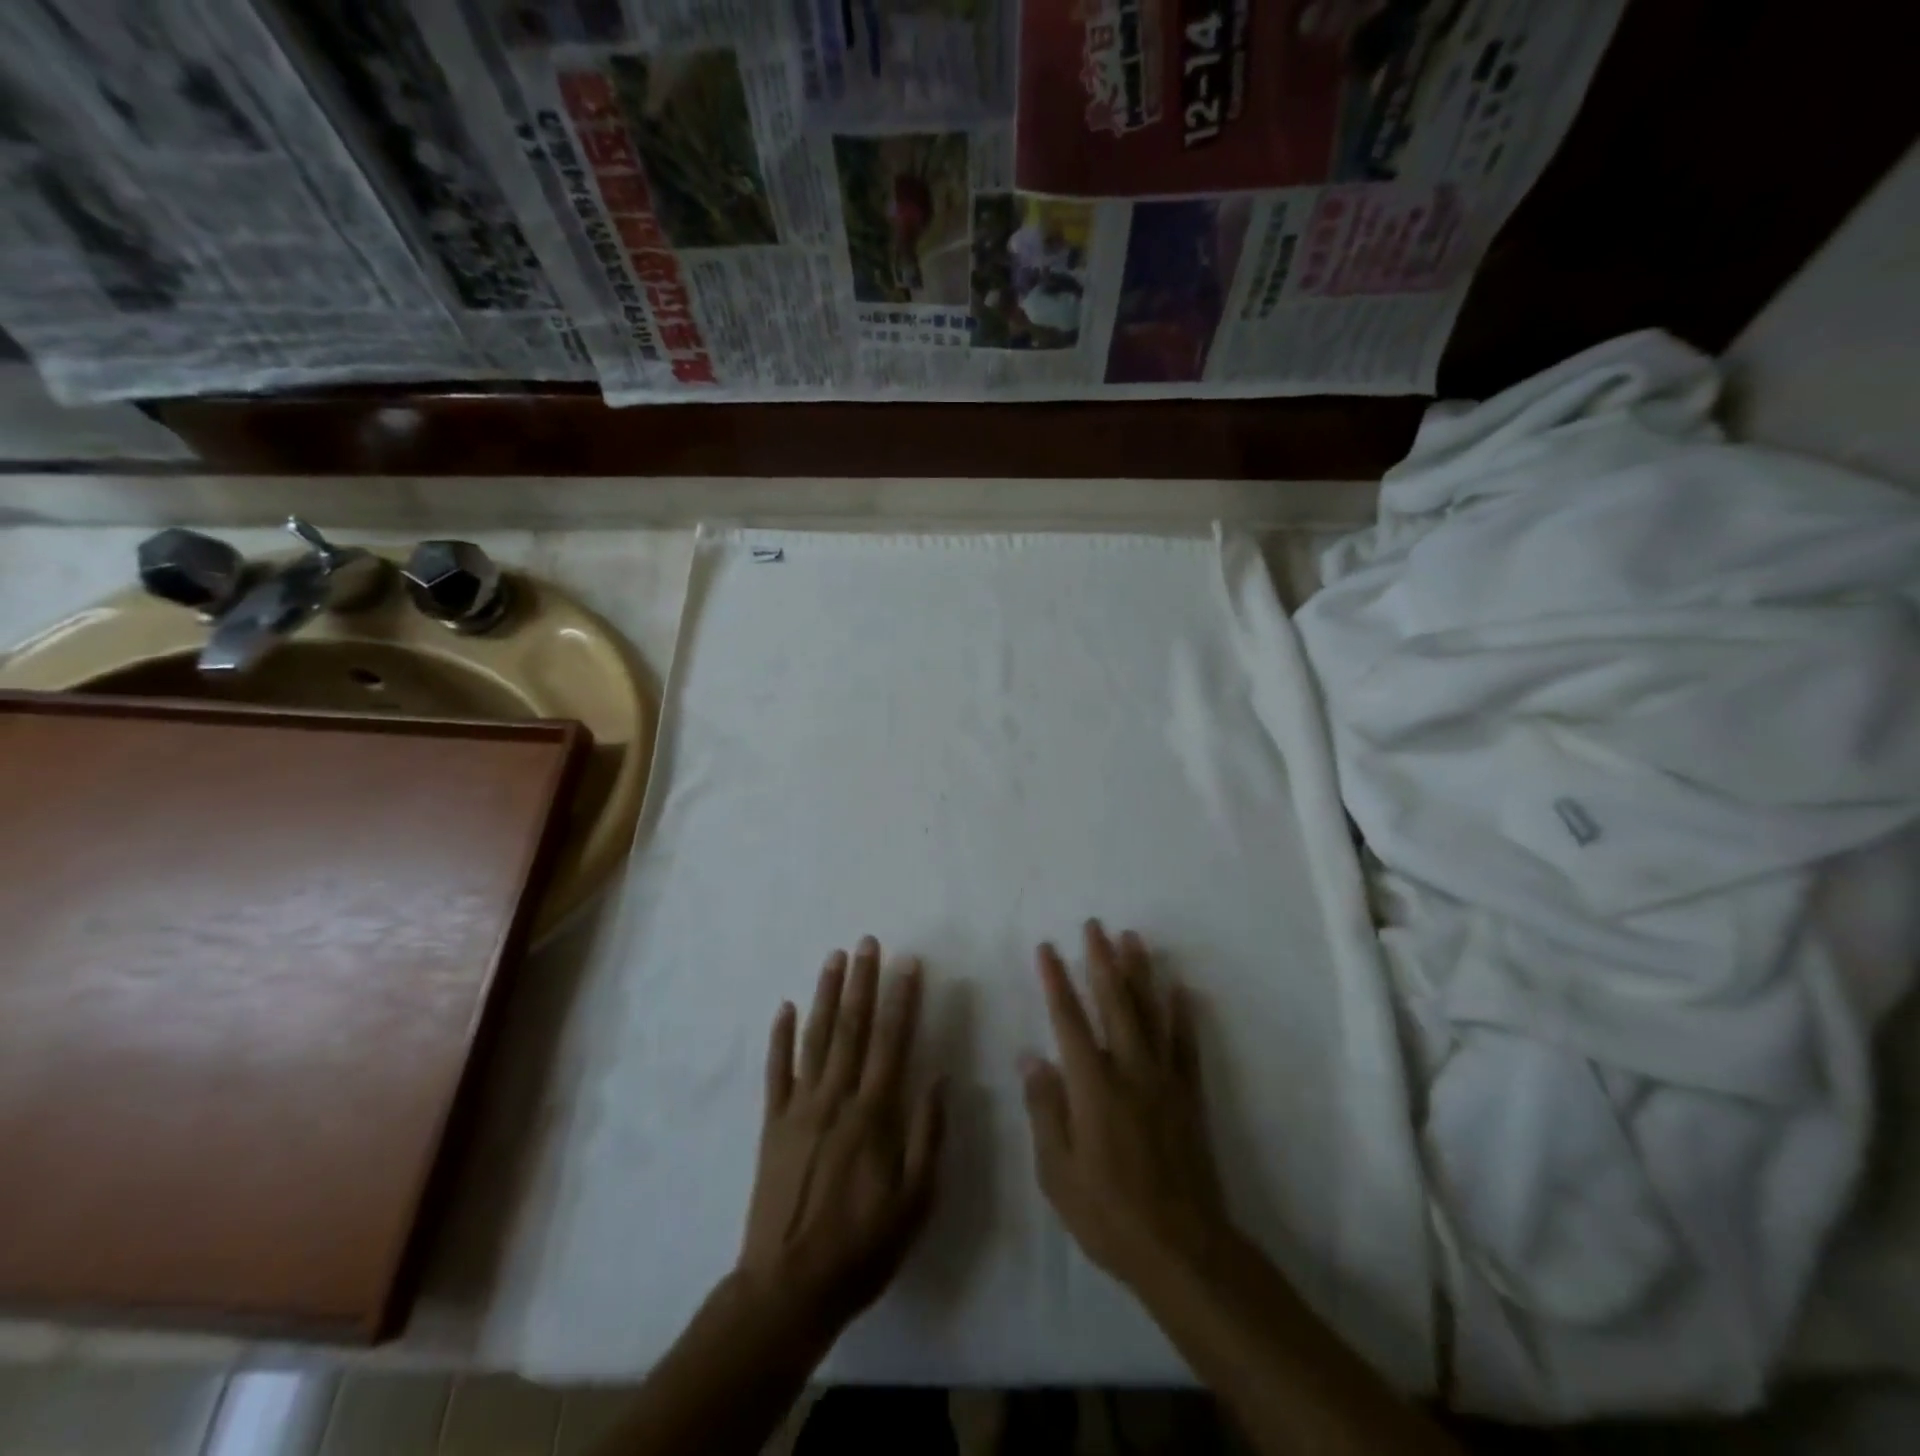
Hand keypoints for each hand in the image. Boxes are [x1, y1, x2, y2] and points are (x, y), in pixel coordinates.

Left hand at [737, 937, 944, 1335]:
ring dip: (825, 994)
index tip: (908, 963)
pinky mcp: (772, 1124)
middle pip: (851, 1027)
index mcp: (874, 1114)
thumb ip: (928, 1135)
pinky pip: (776, 1071)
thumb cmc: (862, 1247)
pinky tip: (784, 1007)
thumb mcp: (916, 1202)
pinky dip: (779, 1037)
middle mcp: (836, 1098)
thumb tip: (939, 1077)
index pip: (891, 1041)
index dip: (901, 999)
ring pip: (814, 1038)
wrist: (788, 1288)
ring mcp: (799, 1108)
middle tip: (867, 942)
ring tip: (833, 957)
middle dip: (862, 981)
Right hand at [1020, 921, 1228, 1287]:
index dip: (1056, 980)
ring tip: (1132, 938)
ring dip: (1140, 972)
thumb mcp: (1057, 1171)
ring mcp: (1163, 1079)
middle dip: (1101, 959)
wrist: (1182, 1248)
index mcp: (1092, 1085)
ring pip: (1150, 1012)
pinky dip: (1182, 1014)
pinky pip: (1186, 1045)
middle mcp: (1129, 1069)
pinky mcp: (1189, 1096)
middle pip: (1113, 1002)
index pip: (1068, 1018)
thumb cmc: (1108, 1213)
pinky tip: (1181, 989)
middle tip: (1095, 925)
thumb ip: (1045, 1108)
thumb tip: (1031, 1056)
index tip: (1048, 947)